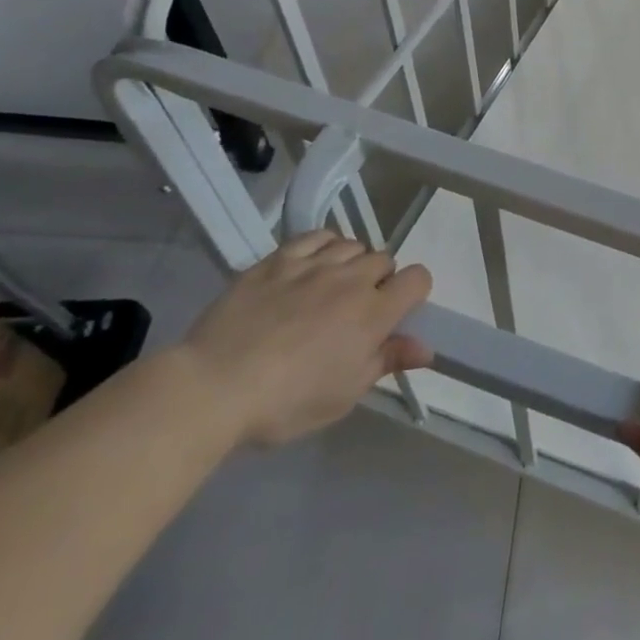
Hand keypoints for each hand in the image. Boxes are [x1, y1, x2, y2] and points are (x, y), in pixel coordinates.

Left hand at [179, 231, 431, 446]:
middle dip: (379, 280)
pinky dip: (323, 245)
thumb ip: (388, 361)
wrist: (212, 388)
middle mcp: (351, 280)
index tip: (394, 315)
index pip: (418, 278)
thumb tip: (427, 348)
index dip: (413, 293)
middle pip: (385, 259)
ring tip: (332, 287)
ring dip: (351, 263)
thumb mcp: (344, 394)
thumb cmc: (285, 403)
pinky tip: (312, 264)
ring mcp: (313, 265)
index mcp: (374, 313)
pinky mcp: (278, 260)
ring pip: (352, 245)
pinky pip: (316, 236)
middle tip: (356, 311)